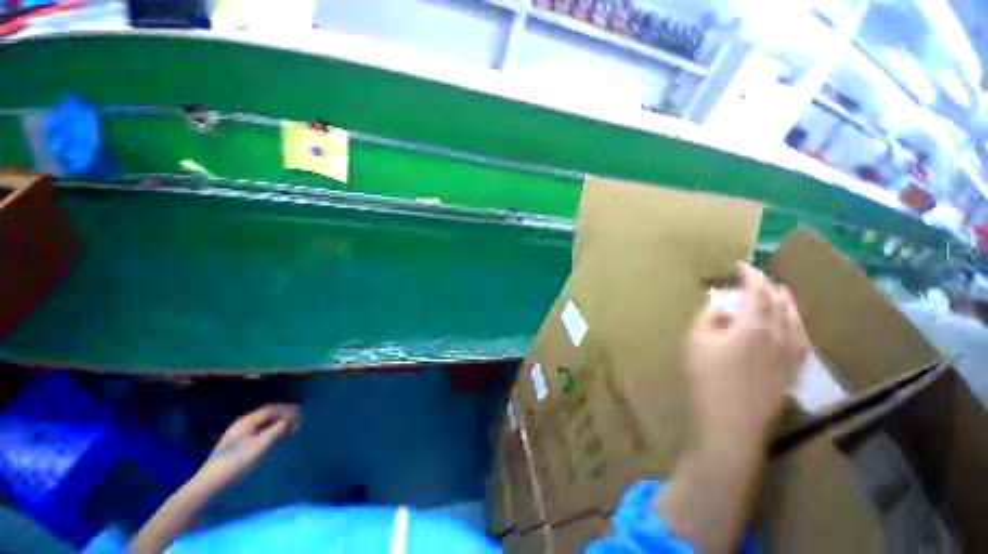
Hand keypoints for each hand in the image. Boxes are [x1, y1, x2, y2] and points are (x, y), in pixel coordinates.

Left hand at [193, 404, 299, 491]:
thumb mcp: (260, 445)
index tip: (302, 412)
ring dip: (277, 424)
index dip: (287, 408)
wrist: (210, 484)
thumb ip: (279, 430)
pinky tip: (275, 439)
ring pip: (262, 424)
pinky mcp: (236, 446)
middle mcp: (242, 424)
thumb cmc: (237, 462)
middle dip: (283, 415)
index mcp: (247, 421)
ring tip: (290, 429)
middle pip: (266, 414)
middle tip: (298, 419)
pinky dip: (270, 431)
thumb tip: (295, 416)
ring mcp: (237, 435)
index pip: (271, 408)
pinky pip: (258, 432)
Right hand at [685, 264, 807, 449]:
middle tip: (756, 281)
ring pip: (796, 320)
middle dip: (769, 287)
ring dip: (787, 304)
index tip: (741, 266)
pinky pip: (802, 339)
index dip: (751, 275)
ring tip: (779, 296)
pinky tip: (792, 327)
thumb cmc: (707, 378)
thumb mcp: (696, 342)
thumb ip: (709, 317)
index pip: (758, 291)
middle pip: (781, 303)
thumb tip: (718, 303)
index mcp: (754, 325)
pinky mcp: (793, 371)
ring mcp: (791, 355)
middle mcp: (780, 335)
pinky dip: (796, 325)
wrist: (731, 423)